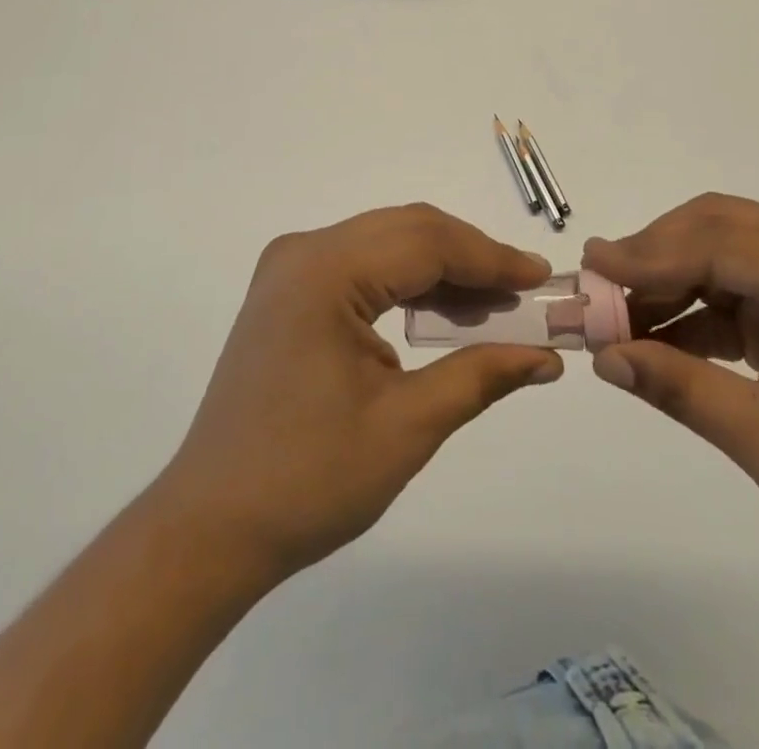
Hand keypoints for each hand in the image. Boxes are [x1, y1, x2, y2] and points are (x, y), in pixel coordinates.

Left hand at [150, 204, 561, 585]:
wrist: (211, 527)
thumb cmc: (308, 480)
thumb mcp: (406, 427)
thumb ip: (481, 375)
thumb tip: (547, 357)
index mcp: (325, 271)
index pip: (427, 242)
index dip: (491, 258)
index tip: (542, 278)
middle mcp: (303, 252)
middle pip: (407, 230)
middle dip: (471, 257)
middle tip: (525, 292)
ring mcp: (290, 268)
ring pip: (386, 243)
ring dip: (442, 268)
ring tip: (494, 306)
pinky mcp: (288, 292)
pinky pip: (363, 265)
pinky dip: (407, 282)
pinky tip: (442, 311)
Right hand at [584, 194, 758, 598]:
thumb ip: (680, 388)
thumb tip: (603, 356)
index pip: (720, 243)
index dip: (648, 256)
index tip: (590, 271)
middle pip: (720, 227)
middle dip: (654, 254)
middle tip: (599, 284)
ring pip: (723, 252)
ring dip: (668, 279)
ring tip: (616, 312)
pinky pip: (737, 290)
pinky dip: (694, 309)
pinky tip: (655, 335)